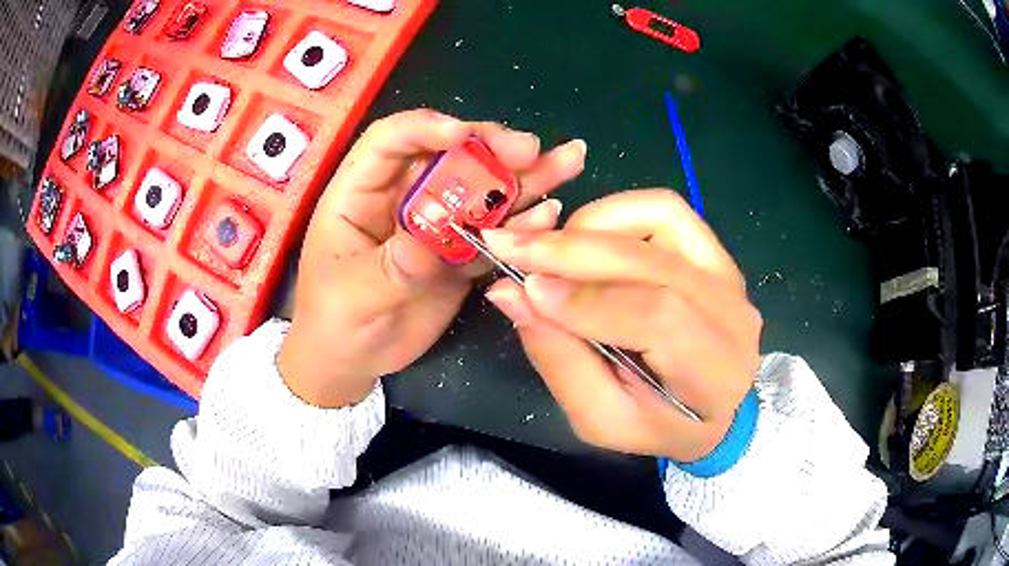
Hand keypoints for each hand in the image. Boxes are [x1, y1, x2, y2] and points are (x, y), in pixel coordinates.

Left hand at [279, 109, 586, 407]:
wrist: (352, 361)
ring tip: (566, 161)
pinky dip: (520, 226)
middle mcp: (402, 199)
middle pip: (447, 157)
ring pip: (479, 190)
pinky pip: (491, 234)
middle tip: (530, 150)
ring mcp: (434, 226)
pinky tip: (549, 215)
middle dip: (488, 148)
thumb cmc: (334, 321)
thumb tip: (429, 243)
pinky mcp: (457, 254)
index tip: (461, 135)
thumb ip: (391, 268)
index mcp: (360, 193)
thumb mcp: (352, 295)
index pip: (389, 141)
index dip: (424, 129)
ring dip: (521, 177)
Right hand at [483, 190, 761, 461]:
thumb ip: (560, 360)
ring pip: (661, 218)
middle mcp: (731, 312)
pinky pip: (665, 209)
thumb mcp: (602, 420)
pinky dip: (617, 213)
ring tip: (549, 248)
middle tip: (507, 244)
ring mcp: (727, 272)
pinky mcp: (714, 250)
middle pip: (654, 260)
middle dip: (572, 250)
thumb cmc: (658, 424)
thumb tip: (510, 293)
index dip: (587, 299)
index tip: (525, 289)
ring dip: (593, 225)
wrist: (715, 406)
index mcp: (713, 372)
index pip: (657, 318)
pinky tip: (587, 237)